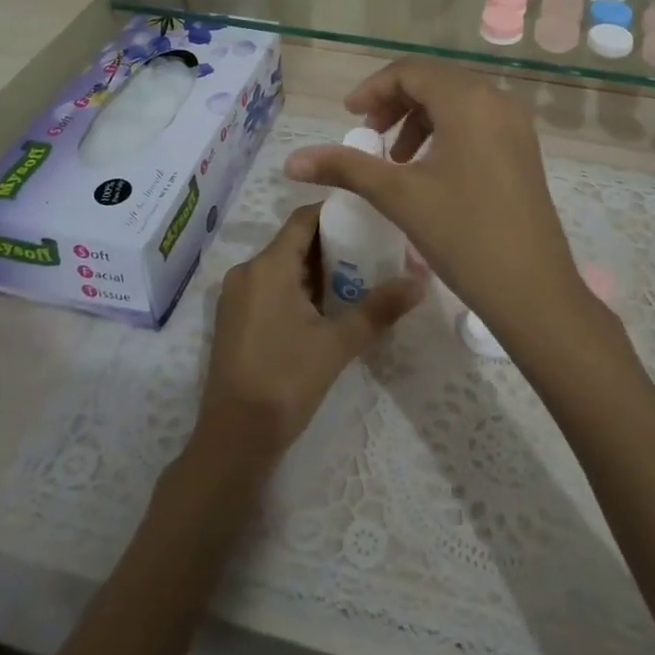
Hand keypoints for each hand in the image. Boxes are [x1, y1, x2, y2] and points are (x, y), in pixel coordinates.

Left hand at [194, 204, 425, 471]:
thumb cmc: (285, 381)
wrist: (234, 440)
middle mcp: (247, 271)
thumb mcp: (337, 344)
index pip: (304, 218)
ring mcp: (237, 296)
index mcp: (268, 265)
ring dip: (318, 269)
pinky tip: (328, 307)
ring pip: (283, 266)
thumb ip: (378, 309)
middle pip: (294, 241)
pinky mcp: (235, 319)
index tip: (370, 217)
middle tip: (374, 250)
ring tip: (359, 277)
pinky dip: (299, 288)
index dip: (336, 213)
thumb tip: (420, 282)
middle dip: (333, 244)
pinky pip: (271, 287)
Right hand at [283, 59, 583, 337]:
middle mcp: (496, 100)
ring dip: (418, 119)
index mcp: (467, 100)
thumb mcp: (398, 195)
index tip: (348, 117)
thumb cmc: (463, 234)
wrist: (533, 290)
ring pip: (455, 101)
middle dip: (394, 103)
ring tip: (395, 158)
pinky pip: (476, 121)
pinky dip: (444, 132)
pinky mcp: (522, 149)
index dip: (373, 89)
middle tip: (368, 135)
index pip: (410, 71)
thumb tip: (292, 160)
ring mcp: (515, 124)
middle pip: (434, 81)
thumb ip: (344, 167)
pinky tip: (428, 170)